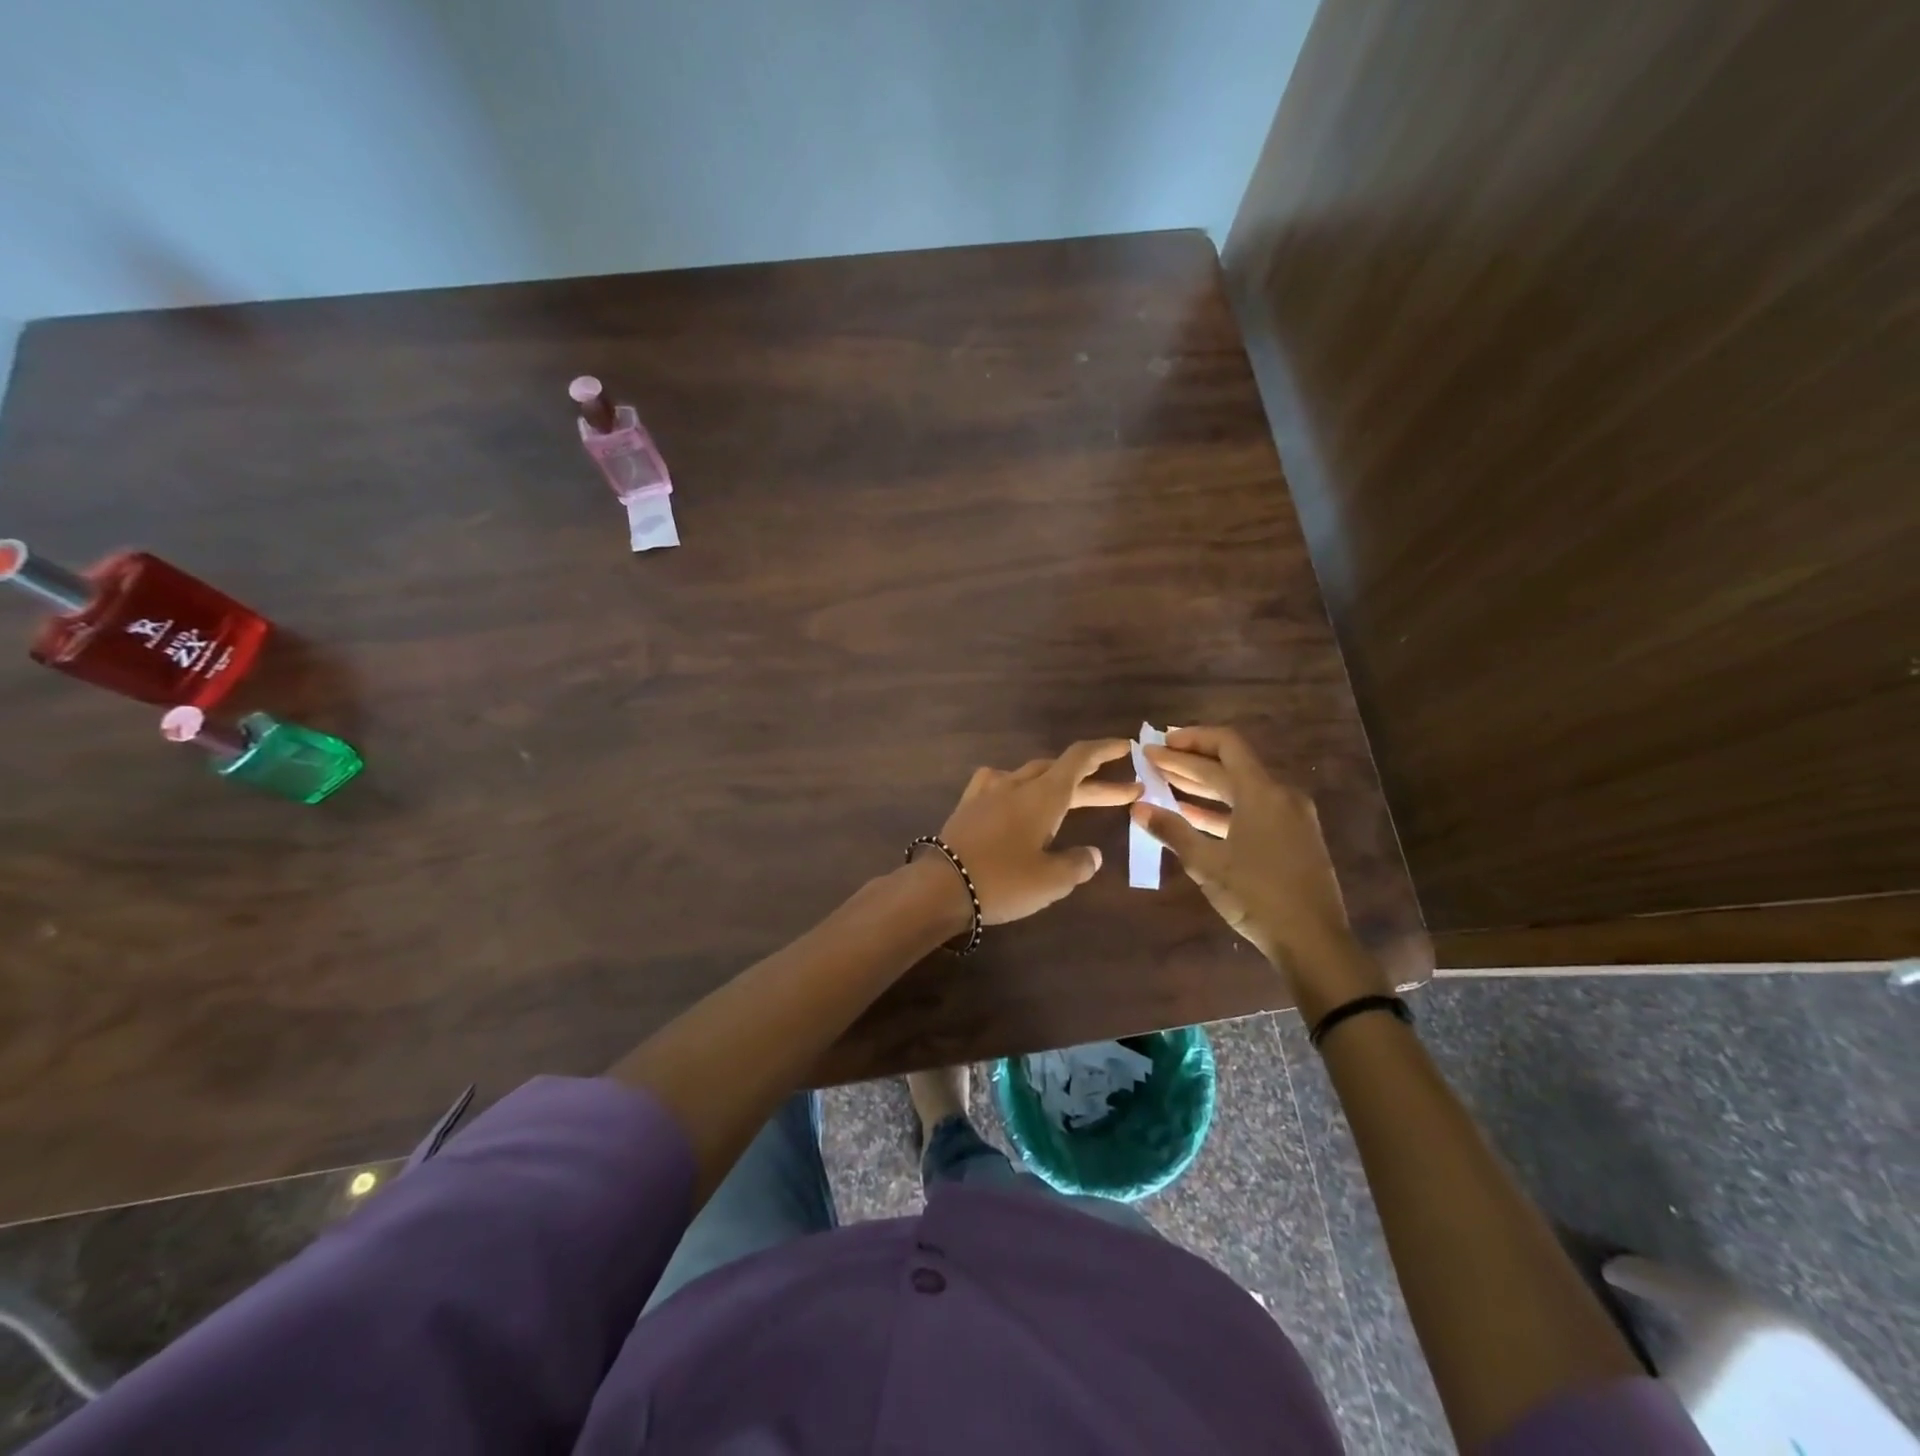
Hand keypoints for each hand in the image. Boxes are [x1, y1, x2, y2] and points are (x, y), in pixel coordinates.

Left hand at [935, 739, 1141, 924]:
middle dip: (1093, 781)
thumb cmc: (1002, 881)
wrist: (939, 887)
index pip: (1079, 758)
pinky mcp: (968, 805)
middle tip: (1125, 792)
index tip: (1127, 746)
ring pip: (1031, 775)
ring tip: (1074, 798)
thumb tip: (1092, 855)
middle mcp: (1017, 784)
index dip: (1105, 750)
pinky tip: (1018, 797)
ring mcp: (988, 791)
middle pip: (1060, 771)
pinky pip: (1000, 784)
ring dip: (1057, 784)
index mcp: (1043, 795)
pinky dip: (1021, 788)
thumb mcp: (1051, 881)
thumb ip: (1077, 864)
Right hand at [1134, 725, 1390, 1018]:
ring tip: (1165, 784)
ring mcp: (1290, 818)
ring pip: (1240, 789)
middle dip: (1188, 763)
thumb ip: (1172, 831)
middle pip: (1229, 766)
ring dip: (1203, 786)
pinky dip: (1221, 809)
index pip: (1226, 744)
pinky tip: (1193, 816)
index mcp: (1262, 792)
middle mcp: (1280, 795)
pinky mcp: (1293, 839)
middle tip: (1152, 761)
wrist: (1314, 941)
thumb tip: (1138, 809)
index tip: (1160, 743)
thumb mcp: (1207, 864)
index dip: (1191, 739)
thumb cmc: (1257, 896)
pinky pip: (1252, 810)